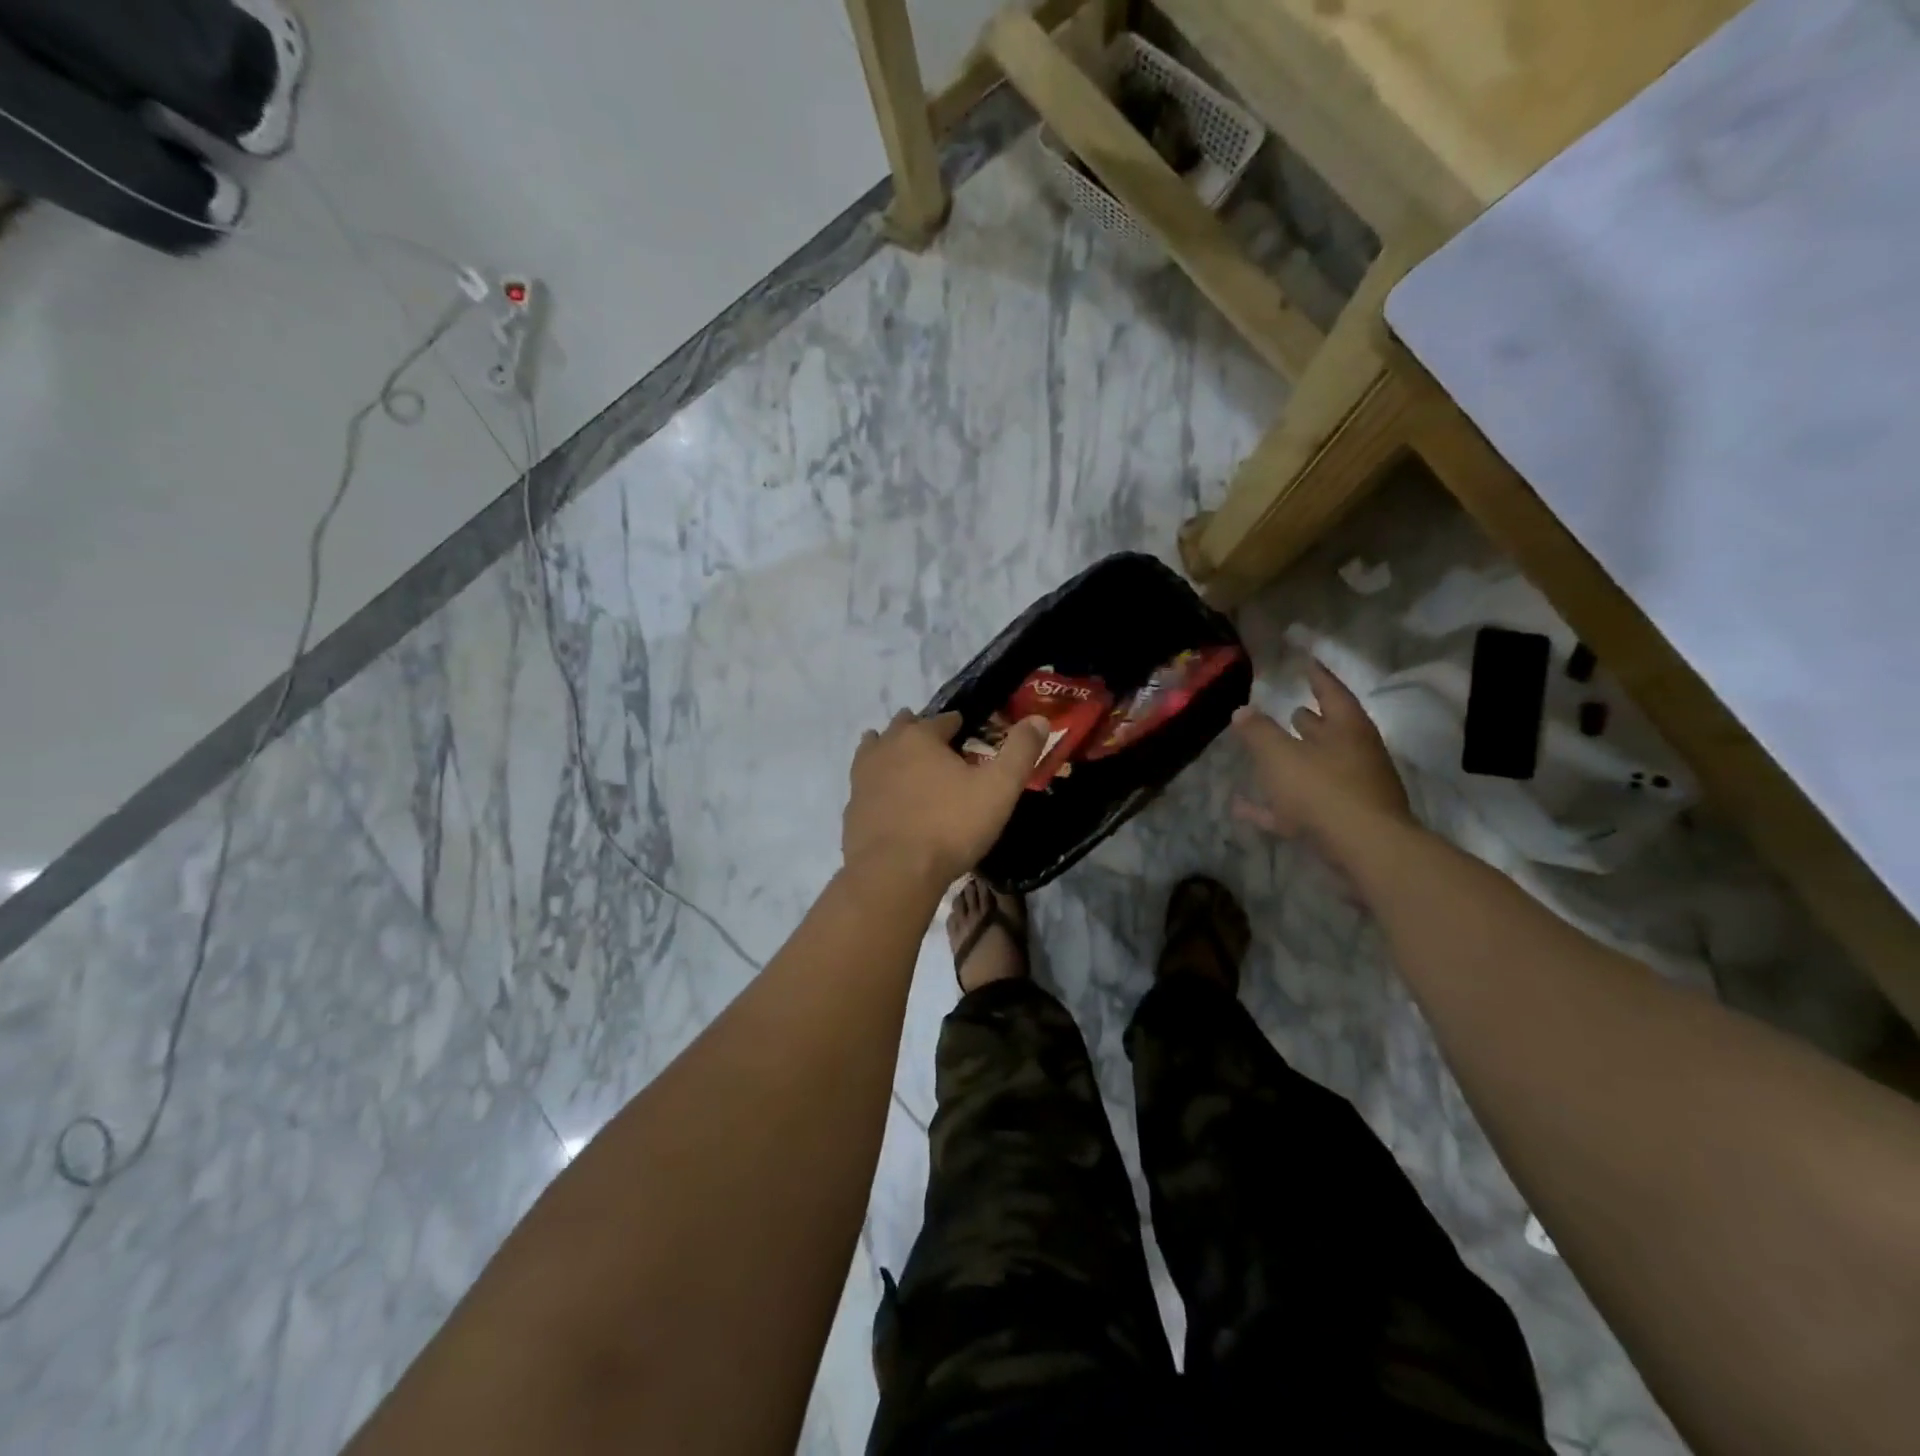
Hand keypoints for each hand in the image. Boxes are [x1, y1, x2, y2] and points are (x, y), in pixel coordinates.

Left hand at [842, 710, 1049, 889]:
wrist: (893, 873)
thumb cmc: (950, 826)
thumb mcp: (998, 788)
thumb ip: (1020, 751)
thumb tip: (1039, 719)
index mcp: (921, 737)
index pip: (944, 719)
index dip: (959, 725)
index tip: (968, 734)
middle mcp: (886, 748)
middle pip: (903, 727)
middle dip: (919, 730)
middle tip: (936, 744)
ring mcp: (863, 778)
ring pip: (874, 750)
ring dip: (888, 749)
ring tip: (902, 759)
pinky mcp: (852, 808)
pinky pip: (864, 784)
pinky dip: (876, 782)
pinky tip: (884, 797)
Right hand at [1231, 659, 1412, 870]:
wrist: (1366, 851)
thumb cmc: (1324, 790)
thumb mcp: (1280, 756)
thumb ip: (1259, 732)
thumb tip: (1242, 710)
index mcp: (1348, 729)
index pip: (1332, 692)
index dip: (1317, 676)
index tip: (1306, 662)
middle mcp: (1356, 755)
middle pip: (1331, 732)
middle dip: (1311, 721)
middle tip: (1290, 709)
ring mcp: (1354, 790)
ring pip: (1318, 769)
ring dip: (1294, 761)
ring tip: (1266, 755)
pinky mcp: (1344, 822)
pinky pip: (1303, 807)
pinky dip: (1276, 805)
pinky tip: (1243, 808)